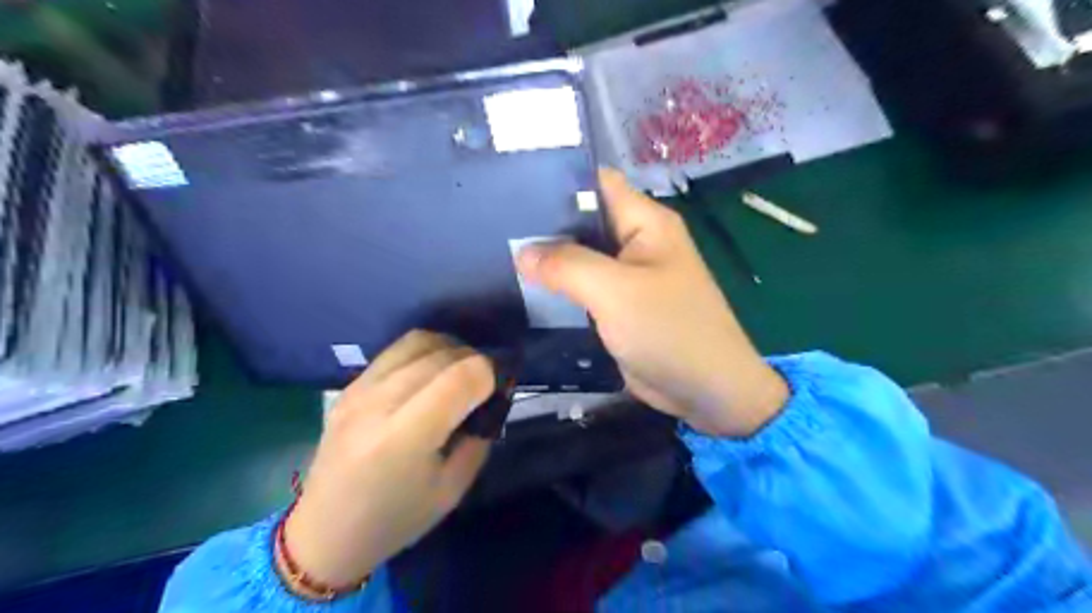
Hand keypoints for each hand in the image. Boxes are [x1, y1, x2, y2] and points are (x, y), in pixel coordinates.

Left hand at [285, 335, 496, 588]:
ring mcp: (359, 390)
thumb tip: (493, 398)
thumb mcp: (453, 489)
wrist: (326, 532)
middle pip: (441, 354)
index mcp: (405, 438)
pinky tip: (430, 374)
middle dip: (473, 360)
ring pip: (418, 341)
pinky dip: (424, 353)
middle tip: (484, 382)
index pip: (460, 378)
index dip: (488, 375)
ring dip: (449, 349)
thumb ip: (479, 438)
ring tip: (458, 371)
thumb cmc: (395, 520)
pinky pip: (396, 350)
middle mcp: (378, 403)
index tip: (497, 389)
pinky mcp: (350, 386)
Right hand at [517, 167, 789, 435]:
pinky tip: (519, 291)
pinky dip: (556, 291)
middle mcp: (635, 243)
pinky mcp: (616, 308)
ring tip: (495, 257)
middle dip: (542, 226)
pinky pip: (581, 291)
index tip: (509, 188)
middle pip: (582, 222)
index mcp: (645, 223)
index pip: (595, 183)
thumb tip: (522, 252)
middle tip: (491, 227)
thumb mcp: (615, 291)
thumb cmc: (670, 331)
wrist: (706, 393)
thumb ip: (567, 265)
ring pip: (578, 259)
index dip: (555, 181)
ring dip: (546, 262)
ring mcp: (625, 278)